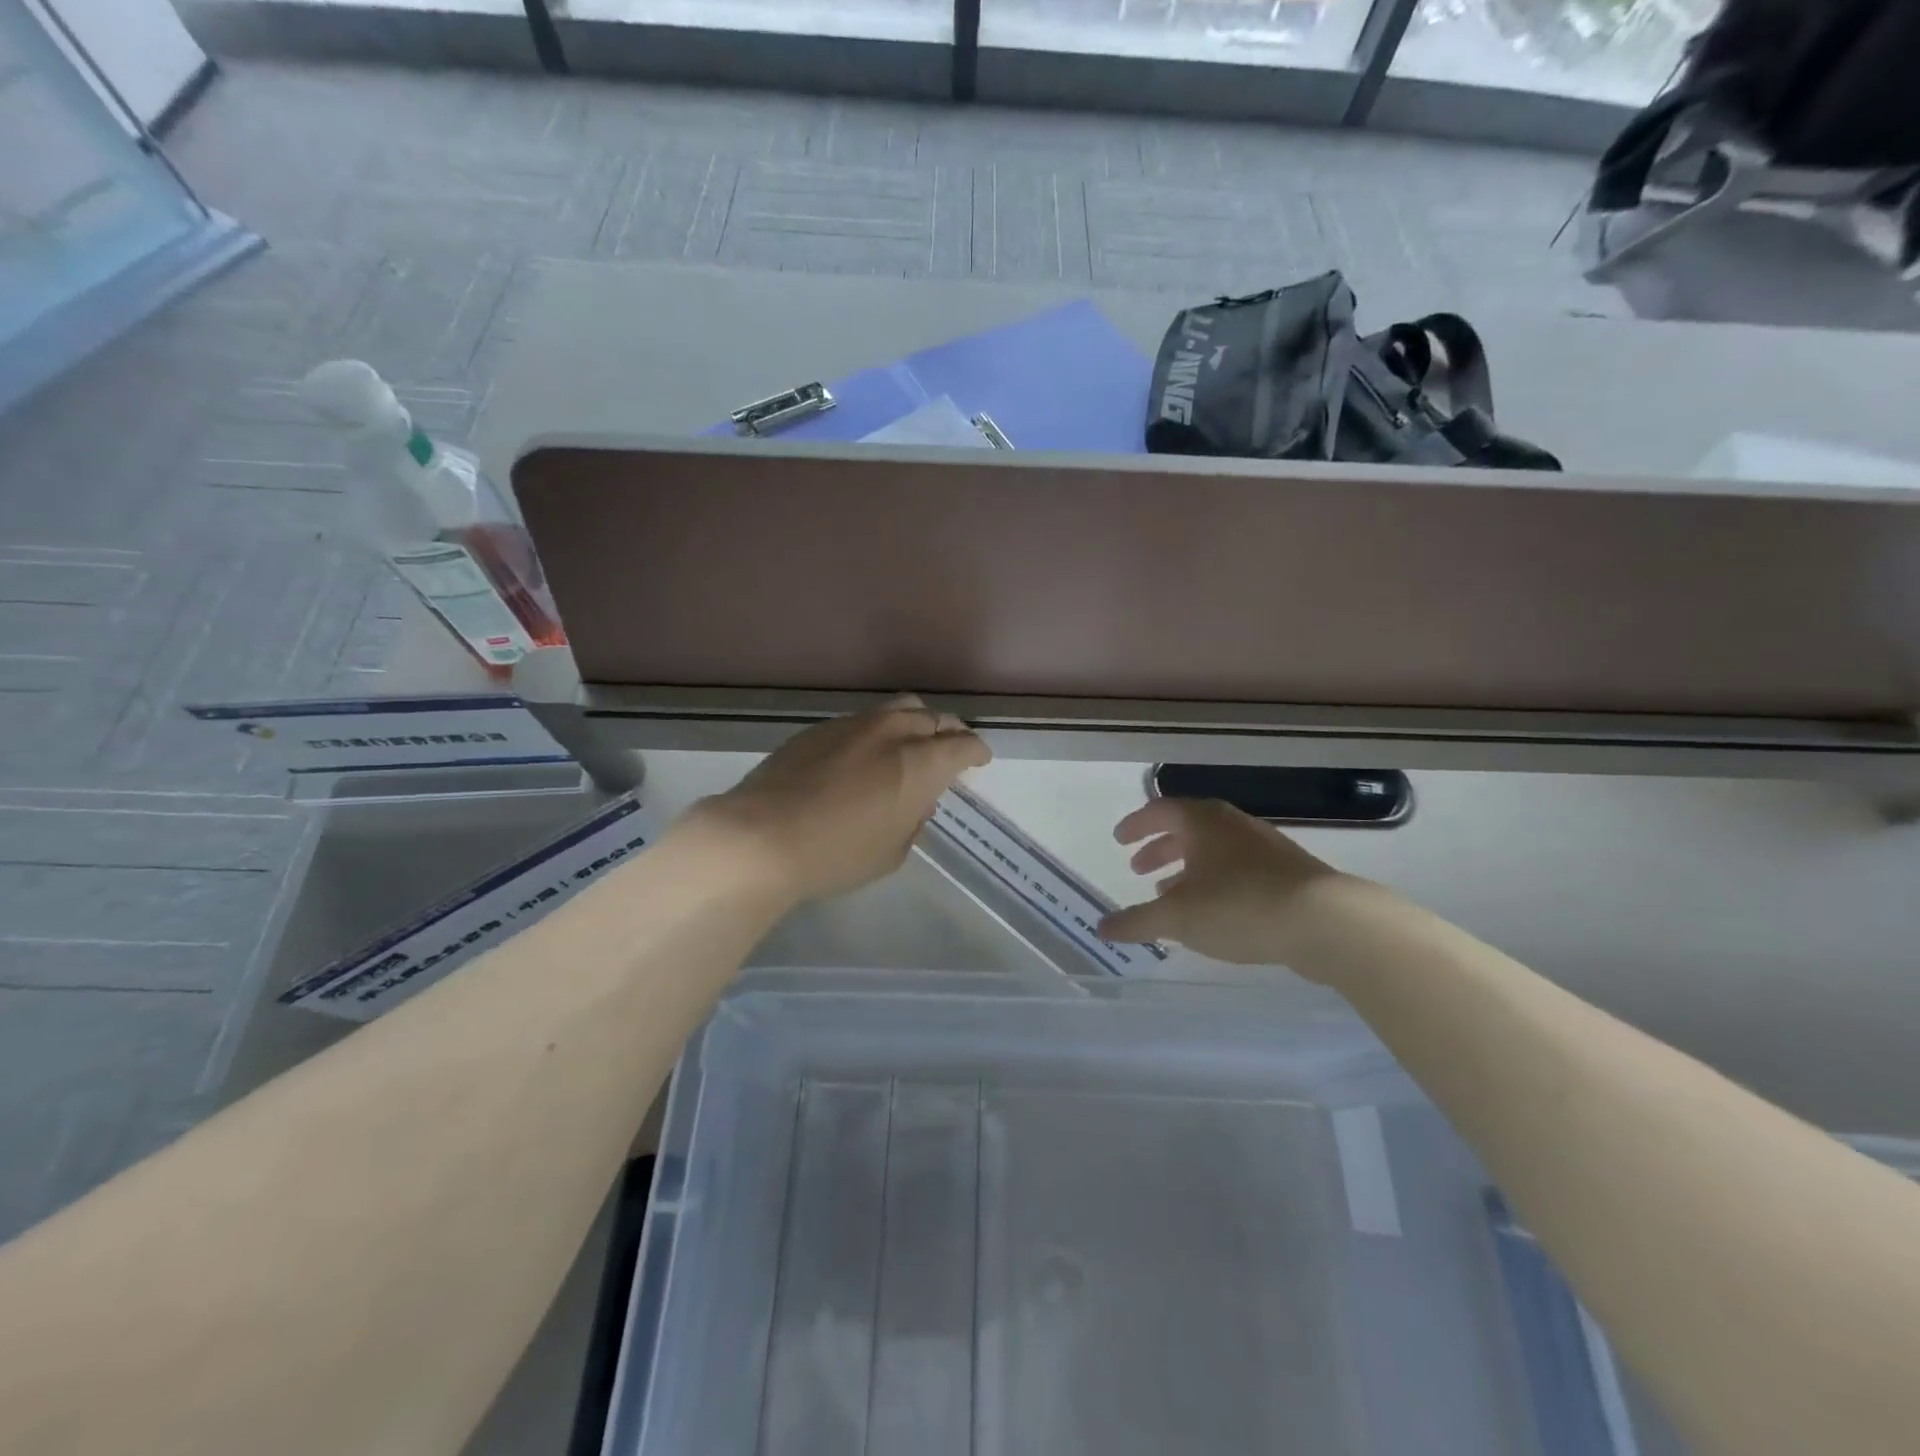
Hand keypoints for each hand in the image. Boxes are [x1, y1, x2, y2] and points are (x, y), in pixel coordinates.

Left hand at [690, 695, 991, 903]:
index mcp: (919, 763)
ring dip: (914, 723)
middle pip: (933, 718)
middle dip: (949, 732)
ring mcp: (853, 725)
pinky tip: (865, 753)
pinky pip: (862, 720)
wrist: (761, 836)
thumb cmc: (836, 855)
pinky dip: (878, 730)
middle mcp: (891, 733)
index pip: (963, 744)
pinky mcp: (819, 729)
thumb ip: (912, 820)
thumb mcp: (891, 852)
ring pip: (897, 708)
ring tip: (911, 742)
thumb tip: (916, 801)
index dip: (976, 751)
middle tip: (950, 748)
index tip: (979, 759)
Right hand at [1097, 798, 1349, 970]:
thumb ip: (1136, 921)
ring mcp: (1264, 846)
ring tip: (1170, 892)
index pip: (1160, 811)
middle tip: (1138, 868)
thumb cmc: (1239, 906)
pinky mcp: (1287, 872)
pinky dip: (1214, 881)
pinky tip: (1213, 910)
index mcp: (1202, 821)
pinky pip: (1236, 868)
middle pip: (1187, 828)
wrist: (1326, 921)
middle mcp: (1232, 824)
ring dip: (1187, 867)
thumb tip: (1101, 927)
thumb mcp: (1177, 917)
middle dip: (1160, 847)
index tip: (1119, 840)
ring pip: (1214, 849)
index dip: (1136, 825)